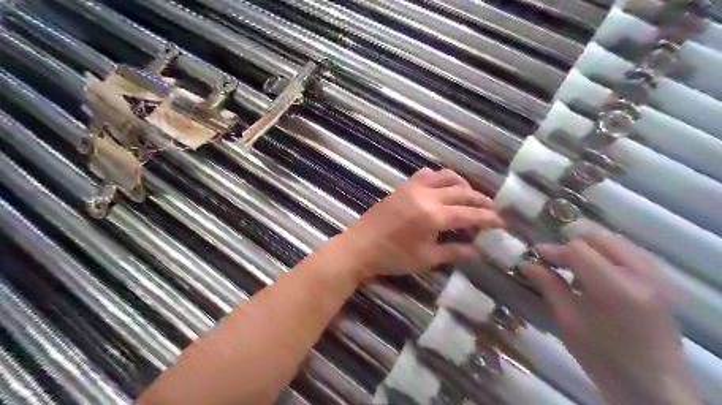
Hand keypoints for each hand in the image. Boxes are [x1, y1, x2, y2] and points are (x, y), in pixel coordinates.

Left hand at [333, 167, 502, 280]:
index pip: (470, 214)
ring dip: (463, 184)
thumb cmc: (393, 257)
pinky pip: (427, 175)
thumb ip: (454, 251)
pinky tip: (442, 189)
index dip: (488, 218)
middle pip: (463, 192)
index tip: (502, 222)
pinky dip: (440, 178)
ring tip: (470, 196)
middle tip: (492, 209)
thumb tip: (477, 250)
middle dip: (481, 200)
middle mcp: (428, 196)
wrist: (360, 247)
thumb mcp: (427, 258)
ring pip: (446, 176)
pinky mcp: (403, 186)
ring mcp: (414, 188)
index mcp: (434, 216)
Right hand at [523, 232, 701, 404]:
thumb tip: (526, 263)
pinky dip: (608, 254)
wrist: (652, 387)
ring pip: (616, 241)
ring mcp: (655, 277)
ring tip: (574, 266)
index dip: (553, 250)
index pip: (578, 248)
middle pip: (598, 237)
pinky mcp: (660, 283)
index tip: (536, 257)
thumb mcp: (568, 320)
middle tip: (554, 260)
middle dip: (571, 244)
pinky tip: (596, 273)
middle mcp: (640, 275)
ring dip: (590, 248)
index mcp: (615, 288)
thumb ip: (549, 285)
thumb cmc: (602, 357)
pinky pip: (630, 253)